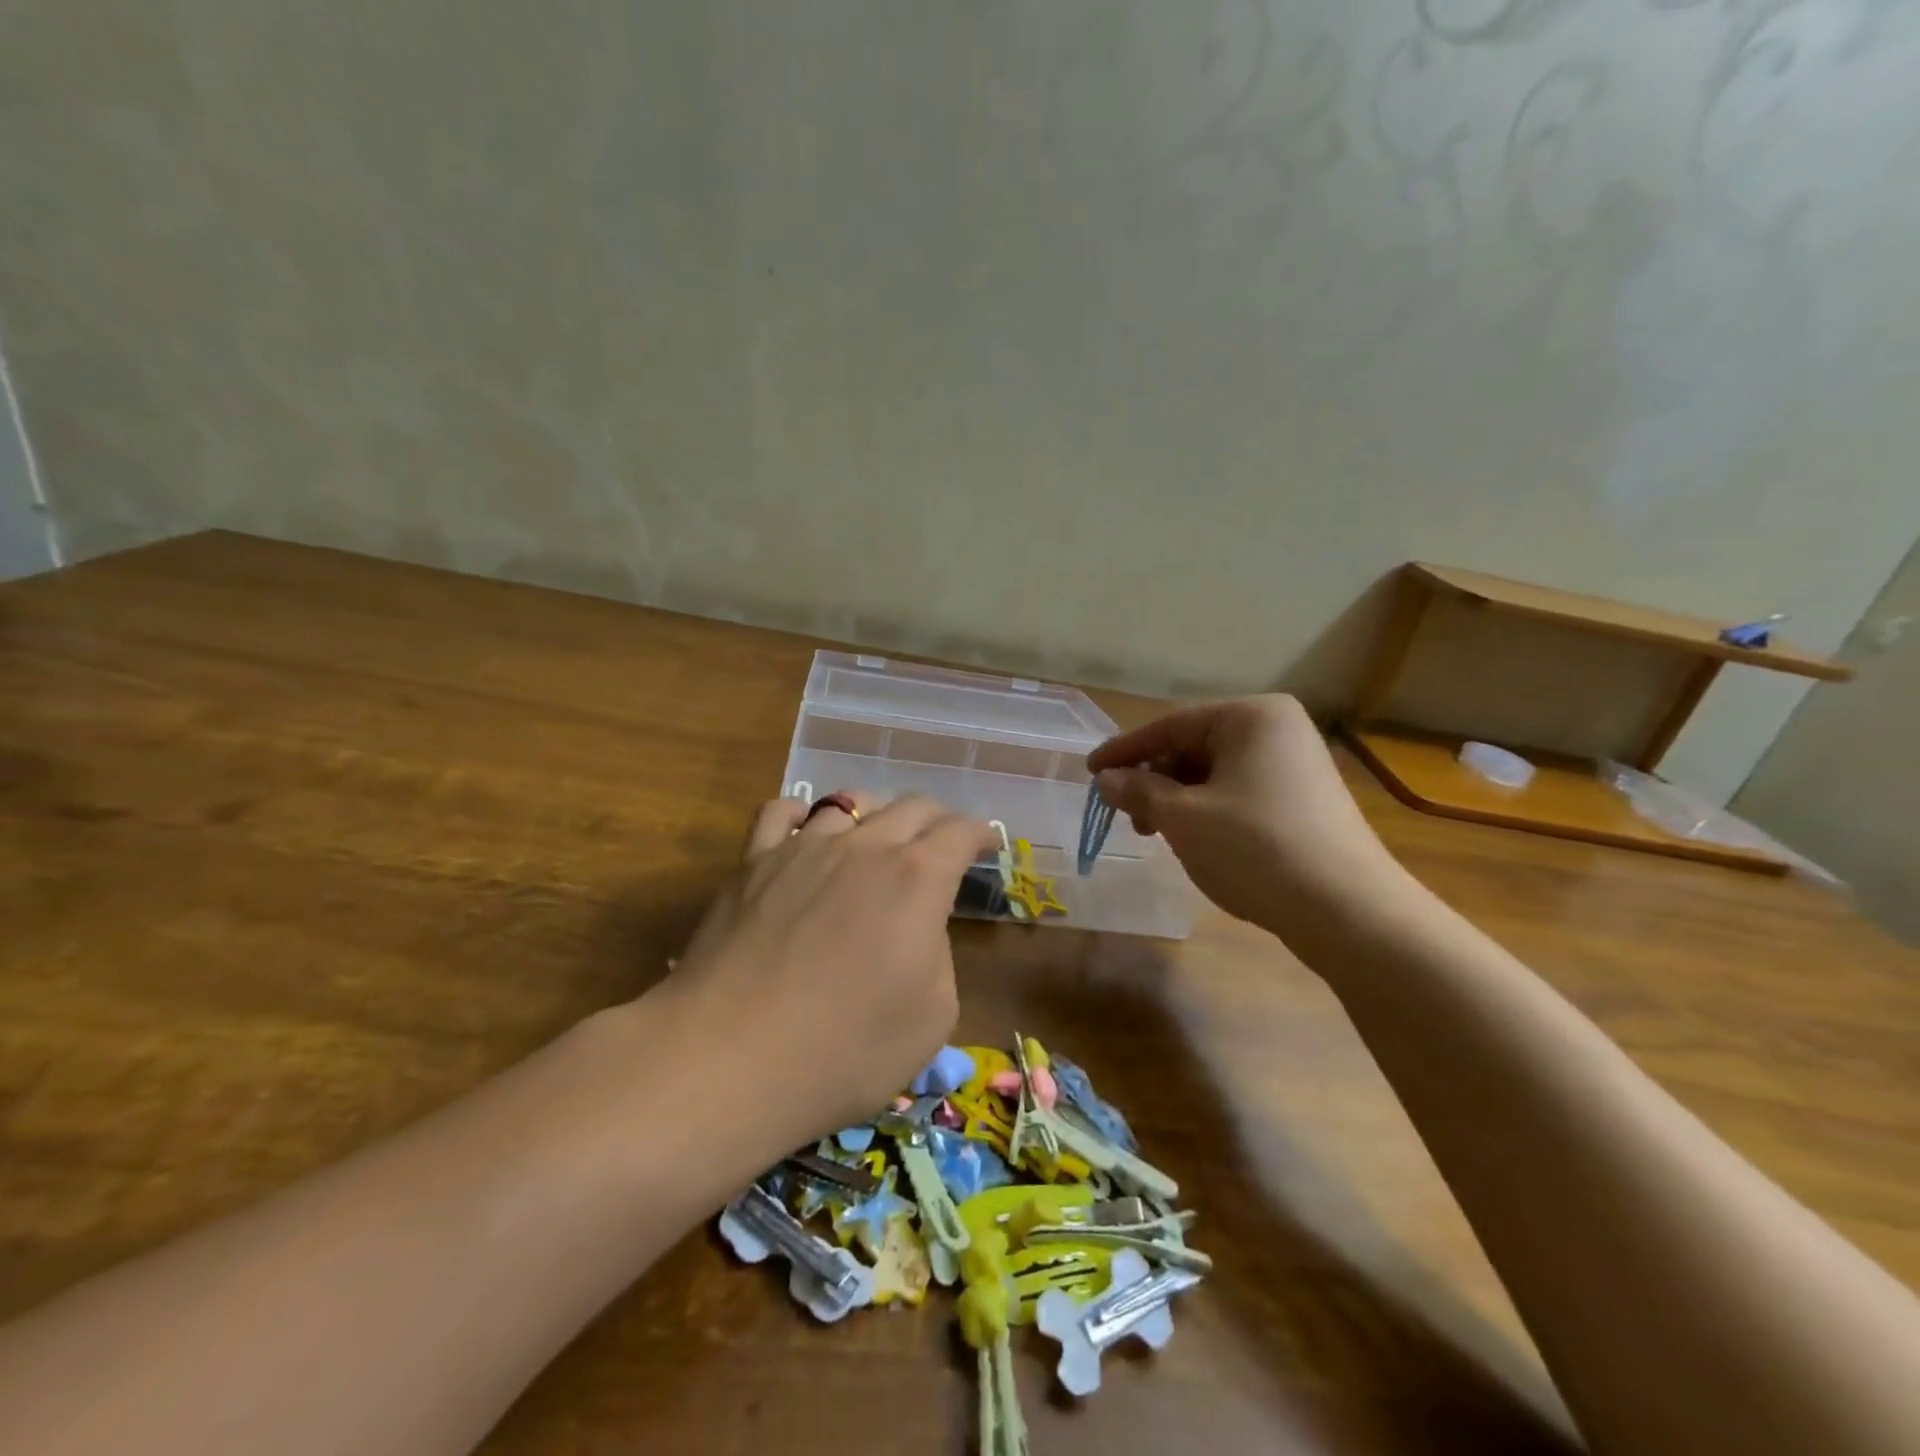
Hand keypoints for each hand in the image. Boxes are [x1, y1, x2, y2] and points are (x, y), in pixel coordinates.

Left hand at [667, 791, 997, 1142]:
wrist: (731, 1058)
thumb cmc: (846, 1050)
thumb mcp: (932, 1017)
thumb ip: (938, 955)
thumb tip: (915, 929)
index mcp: (918, 878)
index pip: (960, 832)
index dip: (981, 834)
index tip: (988, 844)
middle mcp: (865, 846)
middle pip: (912, 806)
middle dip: (937, 819)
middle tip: (943, 842)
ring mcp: (803, 847)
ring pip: (850, 802)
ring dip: (877, 813)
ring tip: (879, 835)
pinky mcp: (753, 862)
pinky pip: (780, 812)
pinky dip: (802, 815)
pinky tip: (806, 833)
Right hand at [1087, 696, 1404, 938]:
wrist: (1348, 912)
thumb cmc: (1255, 848)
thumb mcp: (1183, 817)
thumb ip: (1138, 791)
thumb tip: (1106, 779)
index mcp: (1251, 717)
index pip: (1171, 725)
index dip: (1125, 750)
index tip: (1089, 772)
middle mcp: (1277, 730)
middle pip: (1194, 747)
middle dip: (1154, 779)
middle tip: (1126, 814)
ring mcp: (1296, 766)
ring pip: (1214, 774)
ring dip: (1177, 799)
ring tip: (1156, 832)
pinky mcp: (1304, 801)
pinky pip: (1239, 793)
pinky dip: (1207, 811)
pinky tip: (1194, 840)